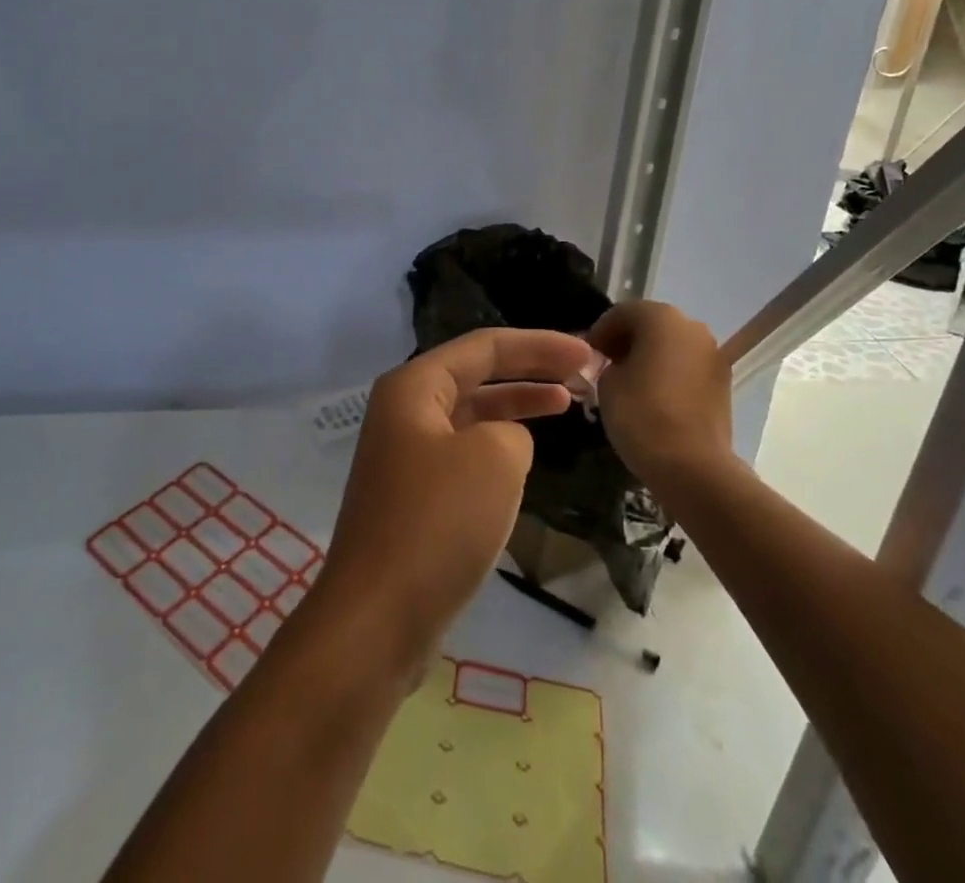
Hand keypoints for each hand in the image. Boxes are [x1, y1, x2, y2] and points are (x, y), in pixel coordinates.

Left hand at [315, 328, 594, 671]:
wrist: (377, 619)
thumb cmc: (436, 523)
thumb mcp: (494, 459)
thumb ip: (513, 431)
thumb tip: (505, 444)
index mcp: (413, 387)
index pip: (484, 347)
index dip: (539, 345)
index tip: (586, 351)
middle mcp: (404, 411)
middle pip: (476, 375)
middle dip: (529, 370)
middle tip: (583, 373)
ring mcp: (406, 455)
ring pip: (472, 415)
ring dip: (516, 406)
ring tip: (566, 403)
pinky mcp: (414, 497)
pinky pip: (464, 453)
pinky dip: (499, 446)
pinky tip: (527, 458)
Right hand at [589, 300, 734, 494]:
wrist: (692, 467)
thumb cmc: (642, 415)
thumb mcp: (607, 383)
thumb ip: (608, 364)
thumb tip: (617, 365)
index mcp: (662, 318)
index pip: (622, 313)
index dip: (600, 331)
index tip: (587, 354)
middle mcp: (692, 327)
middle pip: (651, 325)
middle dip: (627, 341)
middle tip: (606, 365)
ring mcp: (712, 354)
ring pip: (672, 346)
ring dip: (651, 357)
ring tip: (629, 383)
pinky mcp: (723, 382)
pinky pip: (687, 367)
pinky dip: (670, 373)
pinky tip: (653, 397)